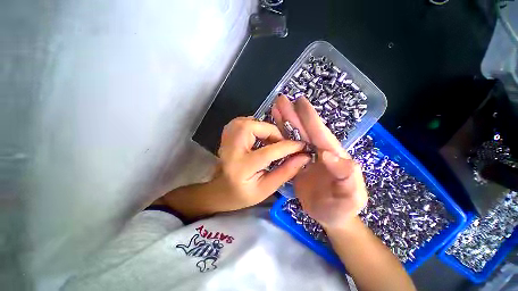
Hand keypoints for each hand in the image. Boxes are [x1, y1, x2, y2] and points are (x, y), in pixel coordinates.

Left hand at [212, 117, 310, 210]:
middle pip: (253, 128)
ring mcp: (226, 139)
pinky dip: (255, 126)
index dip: (288, 147)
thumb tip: (303, 157)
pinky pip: (244, 121)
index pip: (268, 152)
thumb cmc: (243, 194)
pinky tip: (258, 137)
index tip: (302, 146)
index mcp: (241, 168)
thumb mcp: (266, 189)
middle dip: (272, 132)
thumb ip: (285, 172)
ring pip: (248, 121)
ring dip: (264, 129)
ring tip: (270, 142)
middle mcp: (231, 149)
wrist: (220, 190)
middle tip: (280, 143)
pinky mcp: (226, 134)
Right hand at [271, 95, 367, 228]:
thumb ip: (346, 176)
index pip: (320, 133)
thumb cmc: (342, 207)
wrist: (330, 216)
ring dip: (285, 122)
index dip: (310, 118)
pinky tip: (274, 130)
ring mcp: (306, 156)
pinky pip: (288, 147)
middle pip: (305, 130)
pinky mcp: (297, 162)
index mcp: (333, 155)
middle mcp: (319, 151)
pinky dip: (281, 136)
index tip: (300, 102)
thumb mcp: (351, 196)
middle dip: (294, 114)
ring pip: (295, 135)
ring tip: (275, 109)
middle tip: (281, 100)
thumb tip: (327, 154)